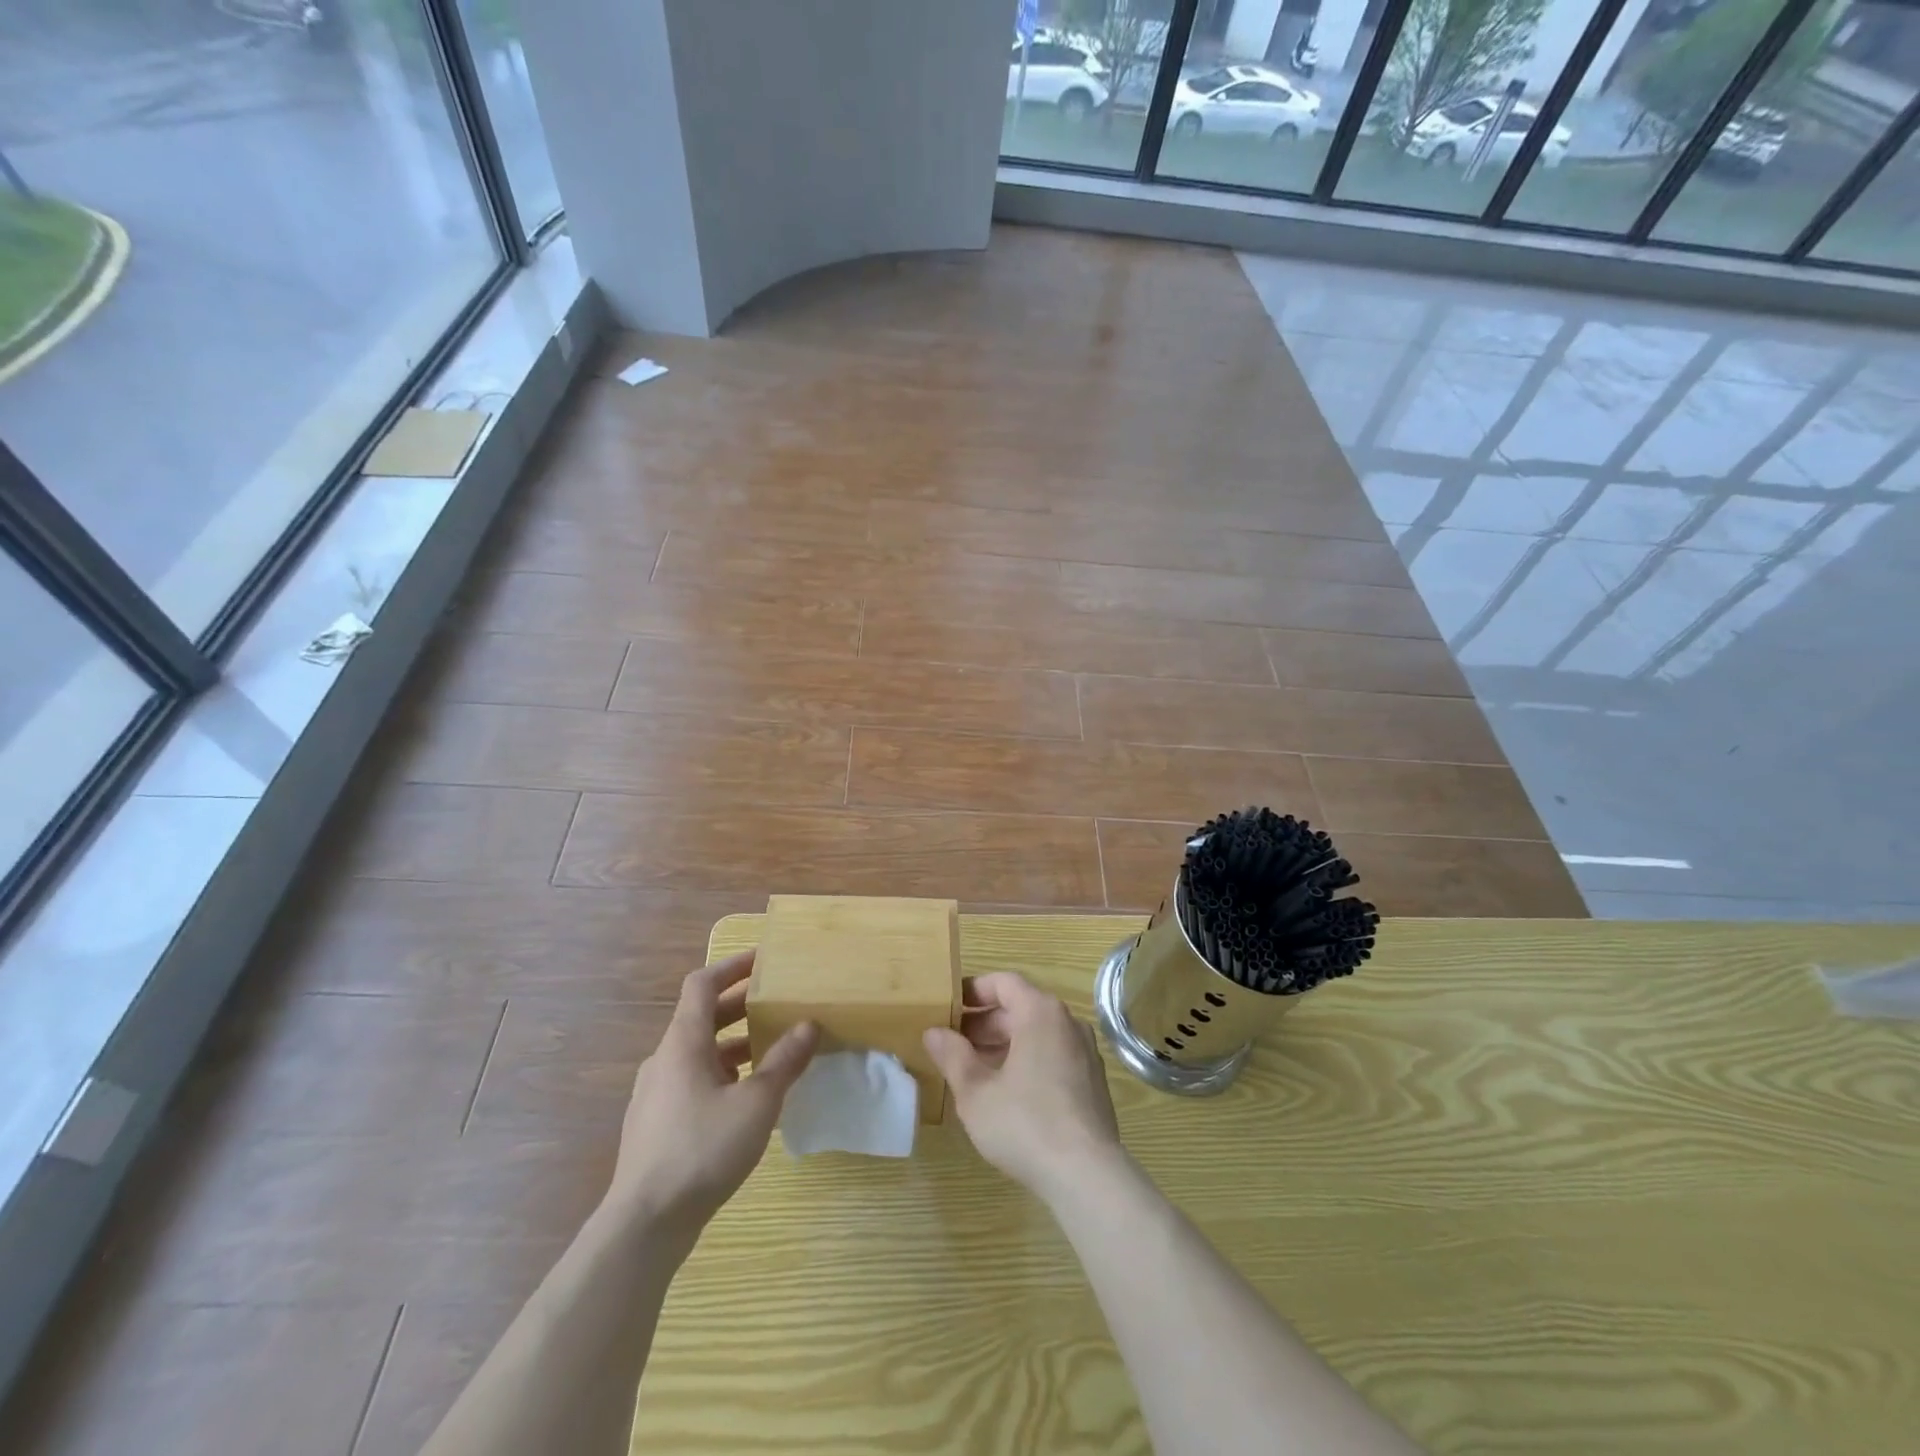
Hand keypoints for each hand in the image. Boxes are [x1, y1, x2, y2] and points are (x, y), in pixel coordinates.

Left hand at [606, 950, 817, 1242]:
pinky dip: (722, 1074)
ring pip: (699, 1052)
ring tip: (772, 1050)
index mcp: (683, 1042)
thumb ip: (784, 1061)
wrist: (644, 1224)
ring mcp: (656, 1094)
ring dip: (734, 1043)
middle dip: (740, 1005)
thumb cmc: (701, 1149)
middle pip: (702, 1017)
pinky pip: (694, 1081)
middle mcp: (664, 1059)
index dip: (732, 966)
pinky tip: (748, 1098)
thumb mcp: (756, 1103)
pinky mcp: (657, 1124)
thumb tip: (809, 1025)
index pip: (702, 984)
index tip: (763, 960)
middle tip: (778, 1002)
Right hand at [924, 971, 1124, 1204]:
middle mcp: (1067, 1022)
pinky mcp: (1092, 1080)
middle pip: (1021, 1007)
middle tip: (953, 1042)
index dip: (973, 990)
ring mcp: (1085, 1051)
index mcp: (1040, 1012)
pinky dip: (1028, 1059)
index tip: (948, 1006)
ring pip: (1037, 1033)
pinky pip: (1053, 1054)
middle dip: (985, 1022)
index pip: (1004, 982)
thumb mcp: (976, 1091)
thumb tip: (934, 1032)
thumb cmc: (1025, 1123)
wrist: (1086, 1175)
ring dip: (1004, 1043)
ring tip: (974, 1067)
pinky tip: (1007, 1090)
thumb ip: (953, 1056)